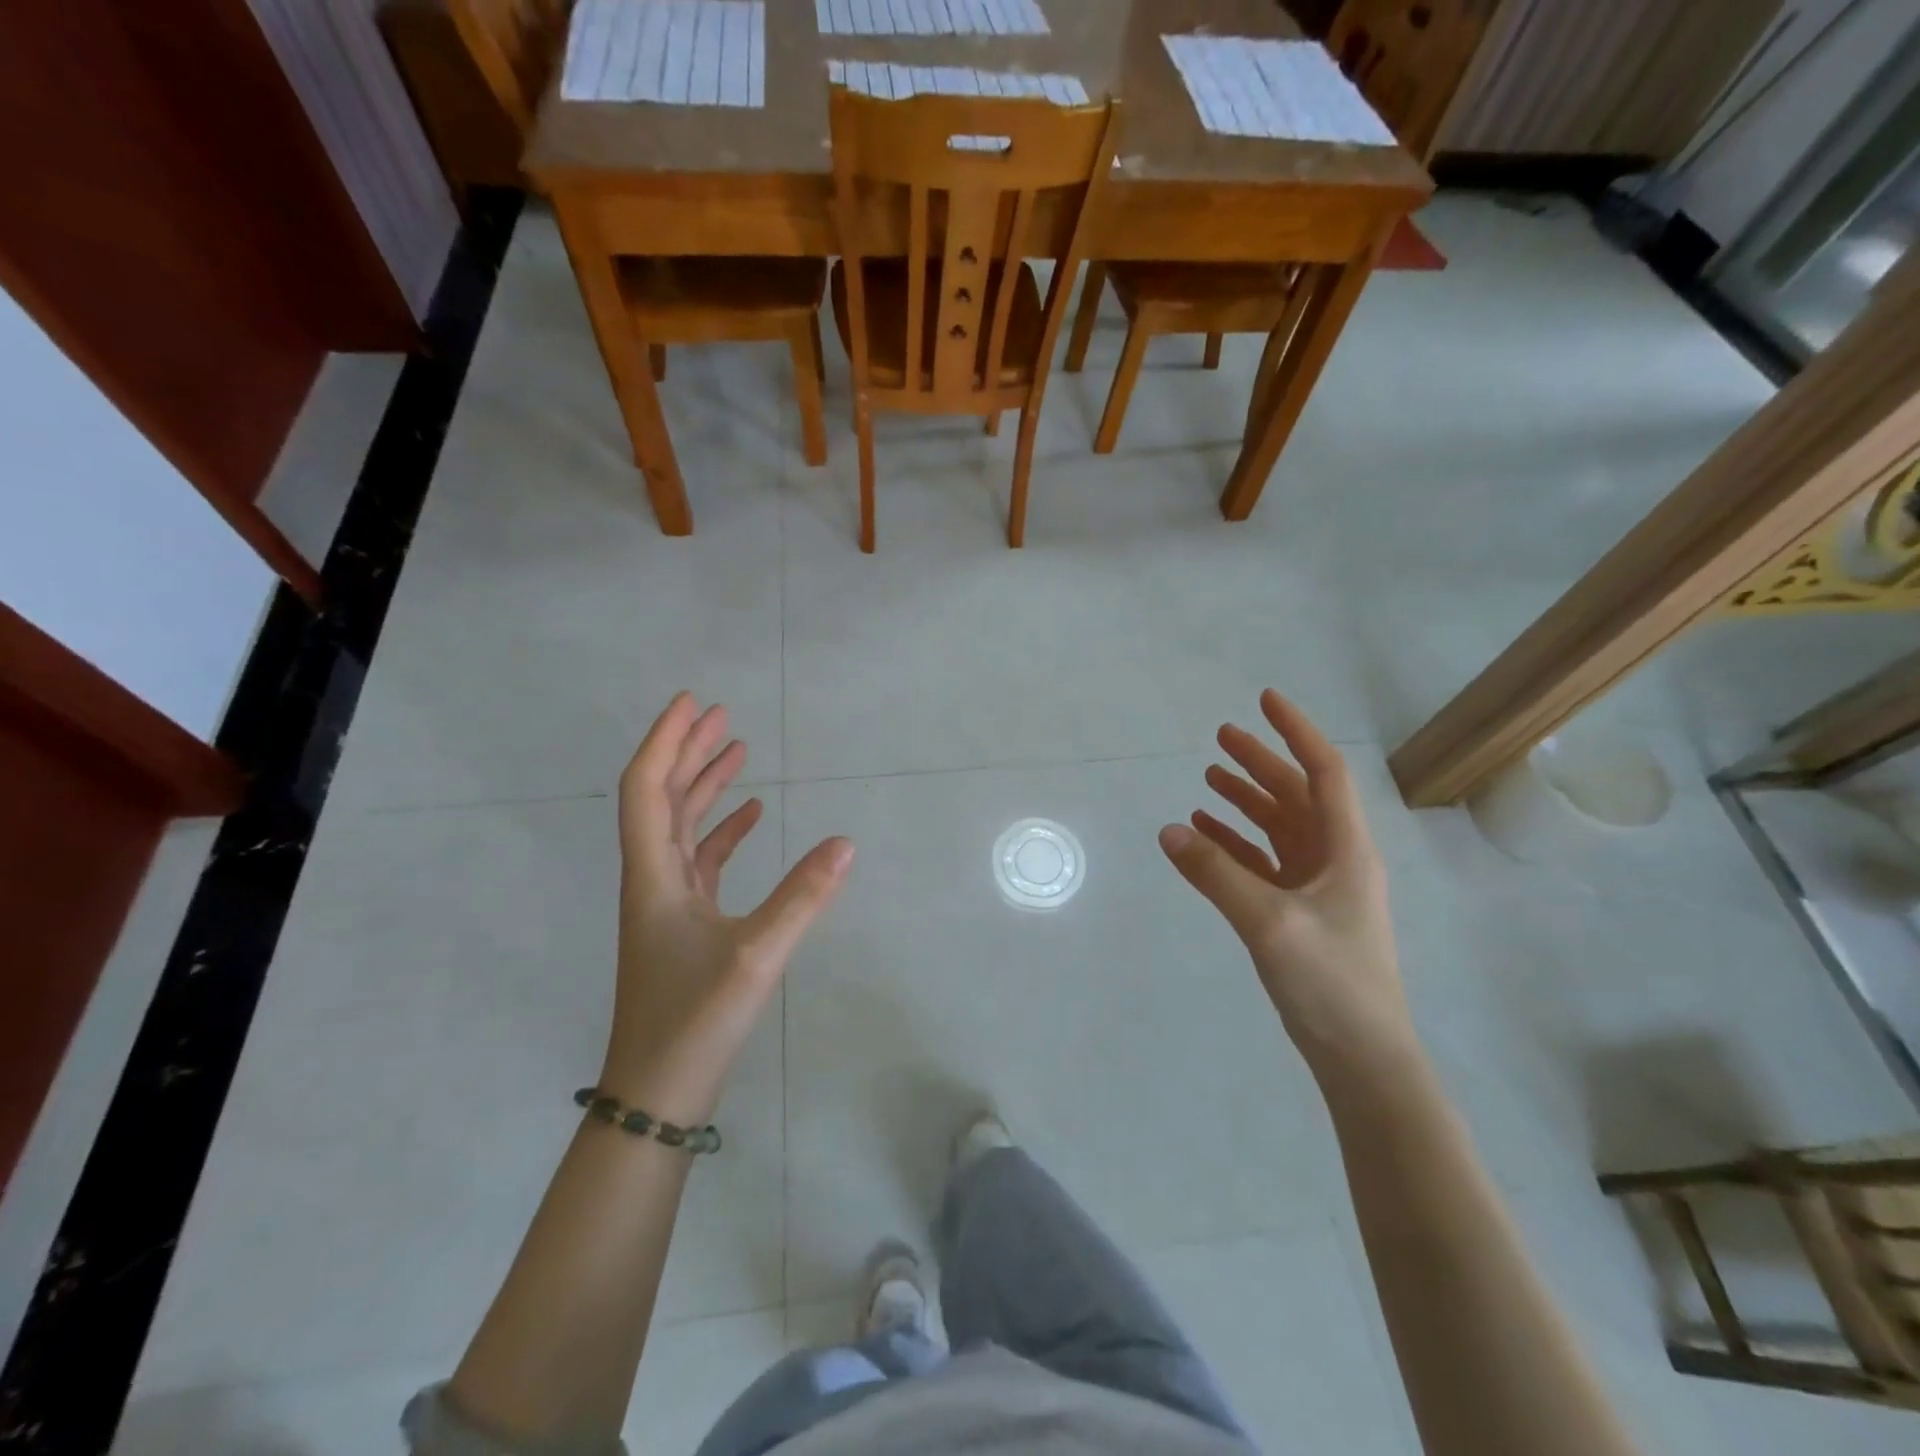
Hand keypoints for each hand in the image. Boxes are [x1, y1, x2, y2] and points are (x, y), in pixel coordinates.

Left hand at [603, 694, 852, 1123]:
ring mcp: (668, 901)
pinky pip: (702, 859)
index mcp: (654, 875)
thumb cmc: (694, 1020)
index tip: (691, 703)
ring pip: (681, 826)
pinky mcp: (685, 922)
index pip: (648, 788)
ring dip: (704, 785)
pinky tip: (753, 816)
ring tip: (736, 749)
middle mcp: (653, 878)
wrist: (657, 1092)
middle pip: (663, 797)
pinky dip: (724, 831)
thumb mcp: (755, 956)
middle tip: (718, 713)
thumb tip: (846, 843)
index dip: (666, 740)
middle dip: (688, 751)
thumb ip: (803, 897)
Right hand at [1159, 690, 1414, 1079]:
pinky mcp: (1299, 913)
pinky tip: (1205, 834)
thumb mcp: (1269, 922)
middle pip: (1297, 794)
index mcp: (1345, 849)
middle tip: (1221, 736)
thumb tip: (1168, 831)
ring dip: (1246, 801)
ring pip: (1279, 827)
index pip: (1323, 773)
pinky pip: (1263, 862)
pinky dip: (1236, 843)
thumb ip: (1216, 874)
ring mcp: (1318, 887)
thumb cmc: (1330, 981)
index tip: (1265, 700)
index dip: (1295, 733)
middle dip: (1261, 762)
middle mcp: (1335, 859)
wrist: (1362, 1057)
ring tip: (1209, 779)